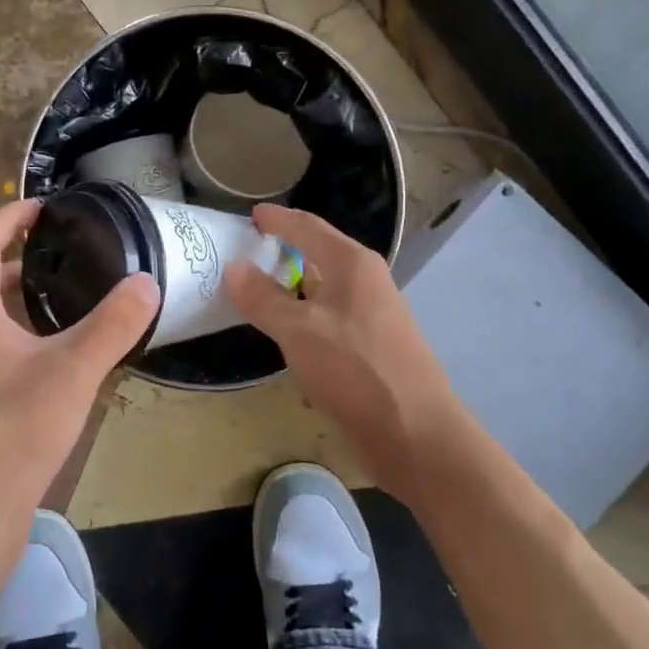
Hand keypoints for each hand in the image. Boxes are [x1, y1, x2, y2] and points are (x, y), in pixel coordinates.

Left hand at [0, 201, 158, 545]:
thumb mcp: (72, 372)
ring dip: (25, 298)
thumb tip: (147, 281)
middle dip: (21, 257)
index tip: (44, 208)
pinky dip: (29, 334)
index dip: (8, 217)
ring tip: (75, 295)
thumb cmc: (13, 433)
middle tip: (69, 252)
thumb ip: (112, 325)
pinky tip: (66, 354)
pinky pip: (1, 349)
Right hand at [225, 205, 465, 500]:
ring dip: (294, 286)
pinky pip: (330, 318)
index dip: (279, 220)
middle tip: (247, 253)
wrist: (415, 433)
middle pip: (320, 254)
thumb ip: (263, 298)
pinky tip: (287, 333)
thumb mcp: (298, 330)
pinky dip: (305, 316)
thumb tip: (233, 267)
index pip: (308, 228)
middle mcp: (367, 282)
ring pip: (325, 290)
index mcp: (352, 264)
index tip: (252, 215)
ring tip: (257, 290)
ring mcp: (374, 316)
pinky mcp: (373, 347)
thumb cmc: (356, 369)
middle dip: (285, 251)